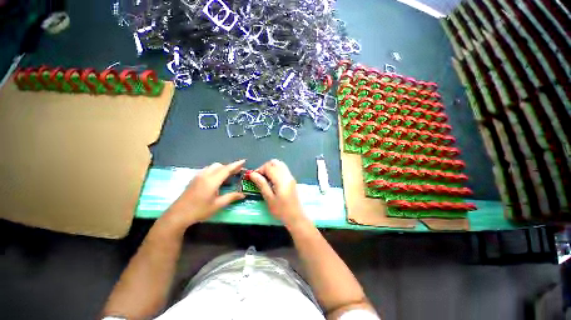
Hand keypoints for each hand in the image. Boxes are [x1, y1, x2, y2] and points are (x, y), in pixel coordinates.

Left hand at [161, 160, 245, 230]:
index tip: (244, 161)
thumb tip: (243, 194)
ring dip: (222, 168)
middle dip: (230, 167)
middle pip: (220, 166)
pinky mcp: (194, 179)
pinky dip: (215, 171)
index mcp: (212, 181)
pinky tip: (217, 179)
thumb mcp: (217, 205)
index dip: (236, 165)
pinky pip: (208, 170)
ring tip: (228, 176)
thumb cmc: (199, 210)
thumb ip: (231, 197)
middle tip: (238, 172)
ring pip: (213, 167)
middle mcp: (205, 175)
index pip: (226, 169)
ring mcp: (198, 176)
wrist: (177, 215)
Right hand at [249, 159, 306, 226]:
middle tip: (259, 177)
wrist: (296, 217)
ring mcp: (290, 177)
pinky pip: (283, 170)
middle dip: (265, 167)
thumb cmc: (281, 210)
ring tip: (265, 179)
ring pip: (279, 165)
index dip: (259, 170)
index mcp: (281, 179)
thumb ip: (261, 184)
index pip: (269, 167)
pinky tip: (272, 181)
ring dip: (271, 168)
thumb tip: (252, 174)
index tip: (253, 178)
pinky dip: (275, 171)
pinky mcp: (292, 180)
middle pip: (275, 162)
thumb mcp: (269, 198)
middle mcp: (287, 175)